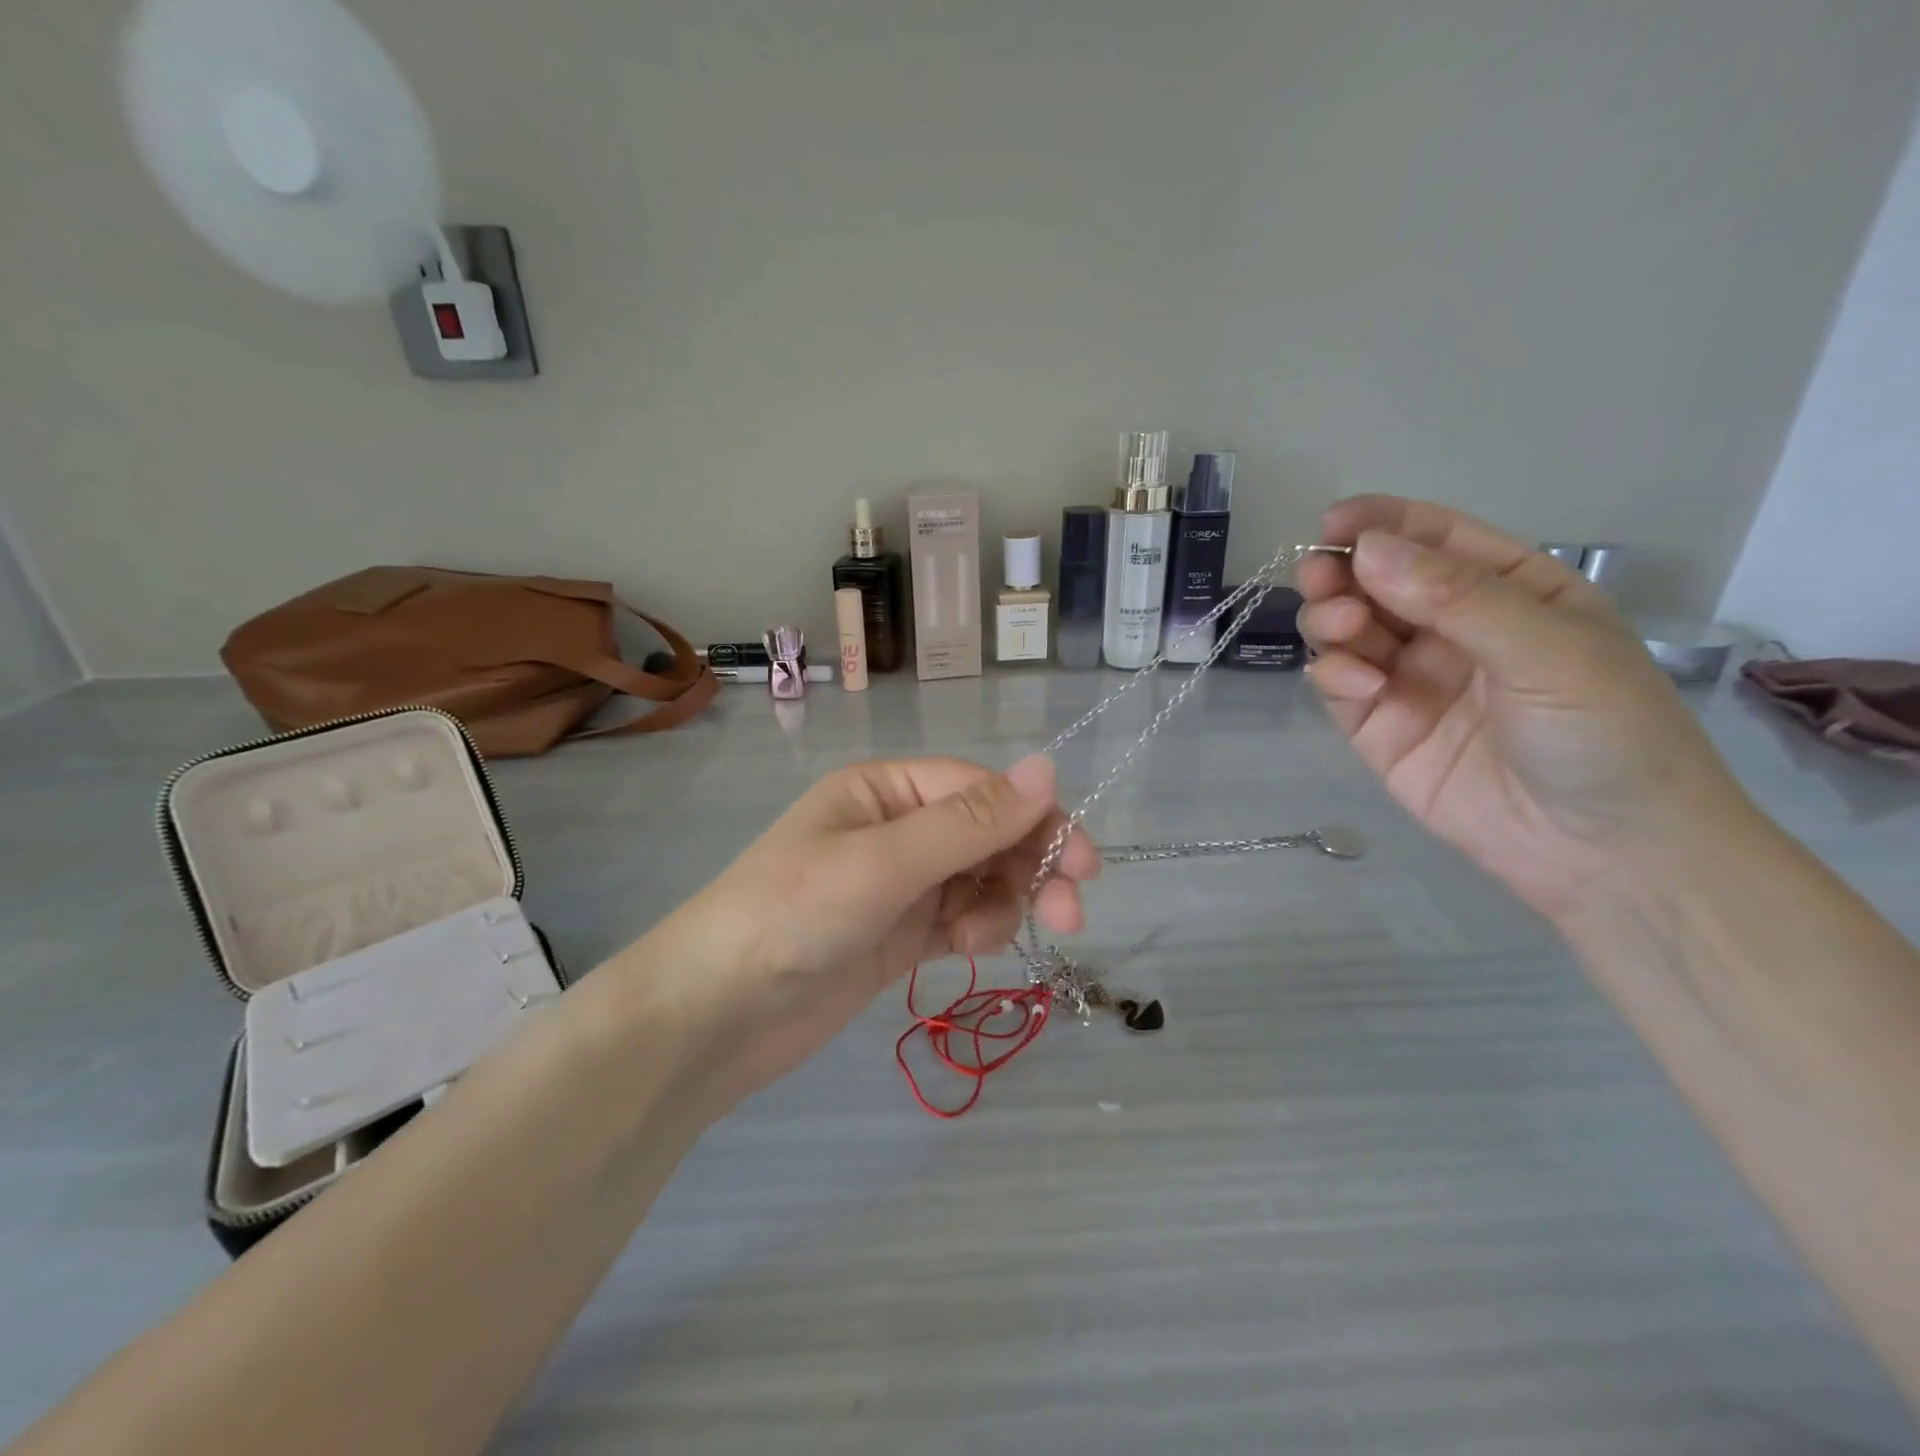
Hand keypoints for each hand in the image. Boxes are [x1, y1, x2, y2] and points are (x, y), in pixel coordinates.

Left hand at [629, 755, 1098, 1107]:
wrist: (714, 1016)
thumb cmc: (792, 916)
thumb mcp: (884, 862)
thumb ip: (969, 821)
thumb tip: (1048, 767)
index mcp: (886, 790)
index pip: (982, 789)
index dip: (1037, 819)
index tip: (1084, 865)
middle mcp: (896, 828)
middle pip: (990, 834)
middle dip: (1030, 867)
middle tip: (1069, 914)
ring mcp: (899, 883)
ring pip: (982, 878)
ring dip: (1000, 904)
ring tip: (980, 941)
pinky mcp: (900, 933)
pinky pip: (962, 916)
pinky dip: (978, 929)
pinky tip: (968, 951)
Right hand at [1298, 496, 1752, 920]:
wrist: (1605, 852)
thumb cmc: (1605, 733)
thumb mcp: (1548, 649)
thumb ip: (1455, 597)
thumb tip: (1366, 549)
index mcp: (1509, 591)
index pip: (1435, 539)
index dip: (1382, 523)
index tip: (1334, 522)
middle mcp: (1451, 629)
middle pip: (1376, 582)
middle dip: (1342, 574)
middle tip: (1321, 580)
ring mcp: (1410, 679)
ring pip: (1347, 630)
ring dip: (1331, 620)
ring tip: (1341, 632)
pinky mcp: (1378, 728)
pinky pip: (1340, 685)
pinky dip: (1334, 675)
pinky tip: (1358, 686)